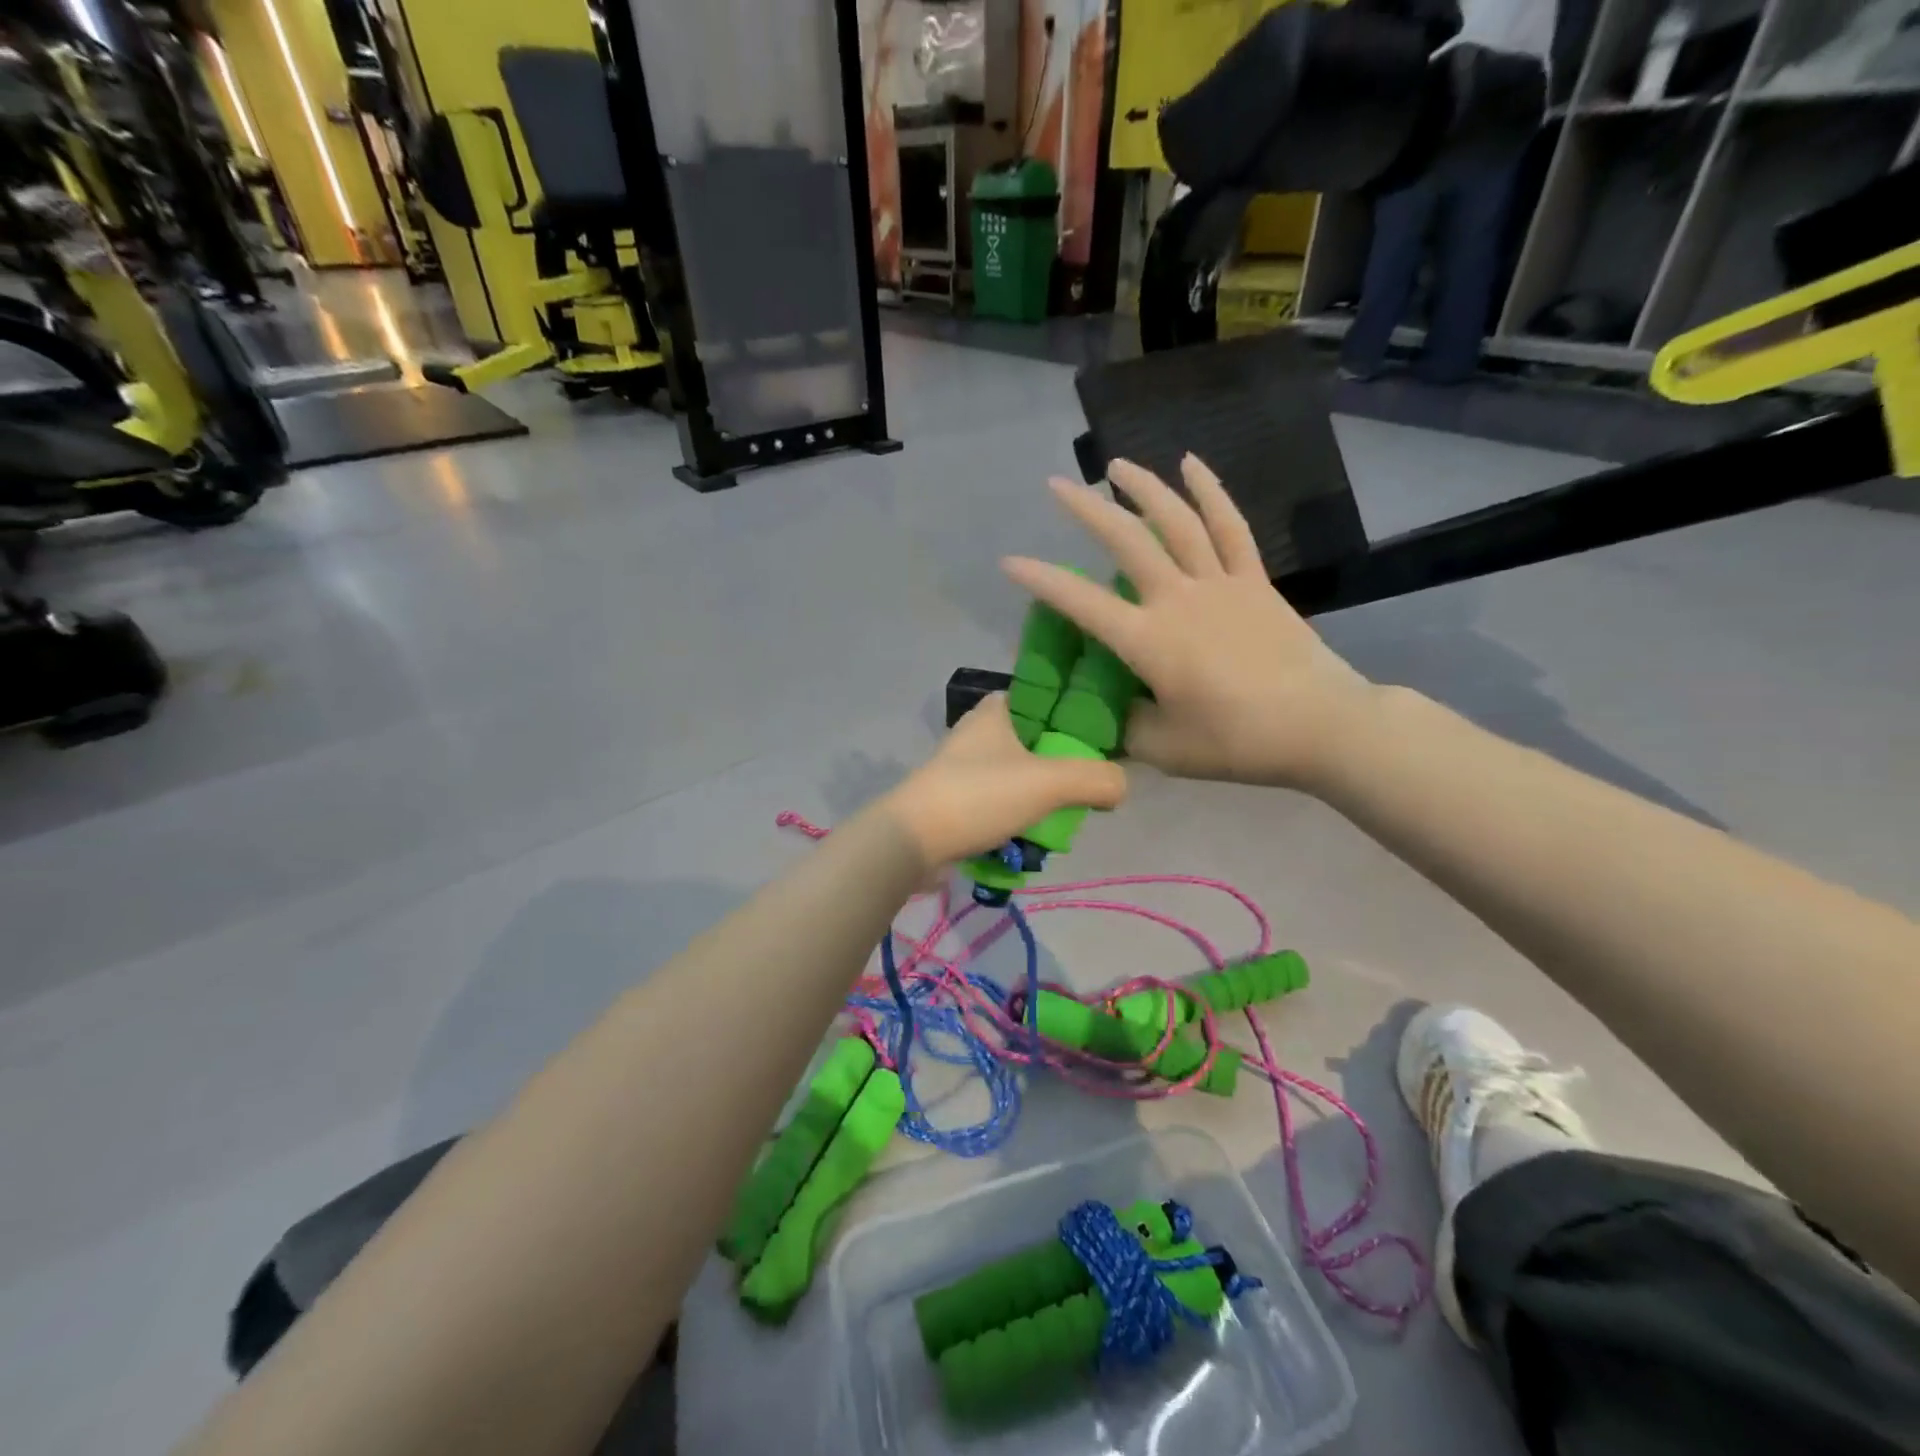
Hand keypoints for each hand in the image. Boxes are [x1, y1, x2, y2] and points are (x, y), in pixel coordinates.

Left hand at [884, 695, 1126, 866]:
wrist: (912, 842)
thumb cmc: (979, 796)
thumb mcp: (1048, 782)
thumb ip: (1094, 779)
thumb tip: (1122, 786)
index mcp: (995, 711)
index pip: (1042, 696)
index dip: (1072, 711)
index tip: (1099, 736)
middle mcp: (977, 733)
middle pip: (1034, 741)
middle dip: (1060, 764)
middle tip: (1085, 786)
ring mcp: (963, 769)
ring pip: (1018, 775)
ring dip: (1039, 796)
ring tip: (1063, 818)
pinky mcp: (956, 801)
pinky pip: (999, 803)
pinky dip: (1017, 818)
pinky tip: (1034, 838)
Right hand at [1002, 455, 1379, 790]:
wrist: (1321, 726)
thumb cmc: (1238, 742)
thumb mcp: (1167, 750)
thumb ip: (1127, 727)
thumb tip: (1111, 712)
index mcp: (1149, 641)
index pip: (1082, 603)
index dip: (1042, 581)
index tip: (1010, 561)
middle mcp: (1178, 600)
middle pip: (1126, 543)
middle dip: (1086, 511)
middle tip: (1057, 486)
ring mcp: (1220, 584)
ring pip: (1176, 522)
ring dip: (1143, 488)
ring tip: (1115, 465)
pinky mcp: (1254, 581)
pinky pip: (1230, 527)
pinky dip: (1210, 492)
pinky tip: (1192, 464)